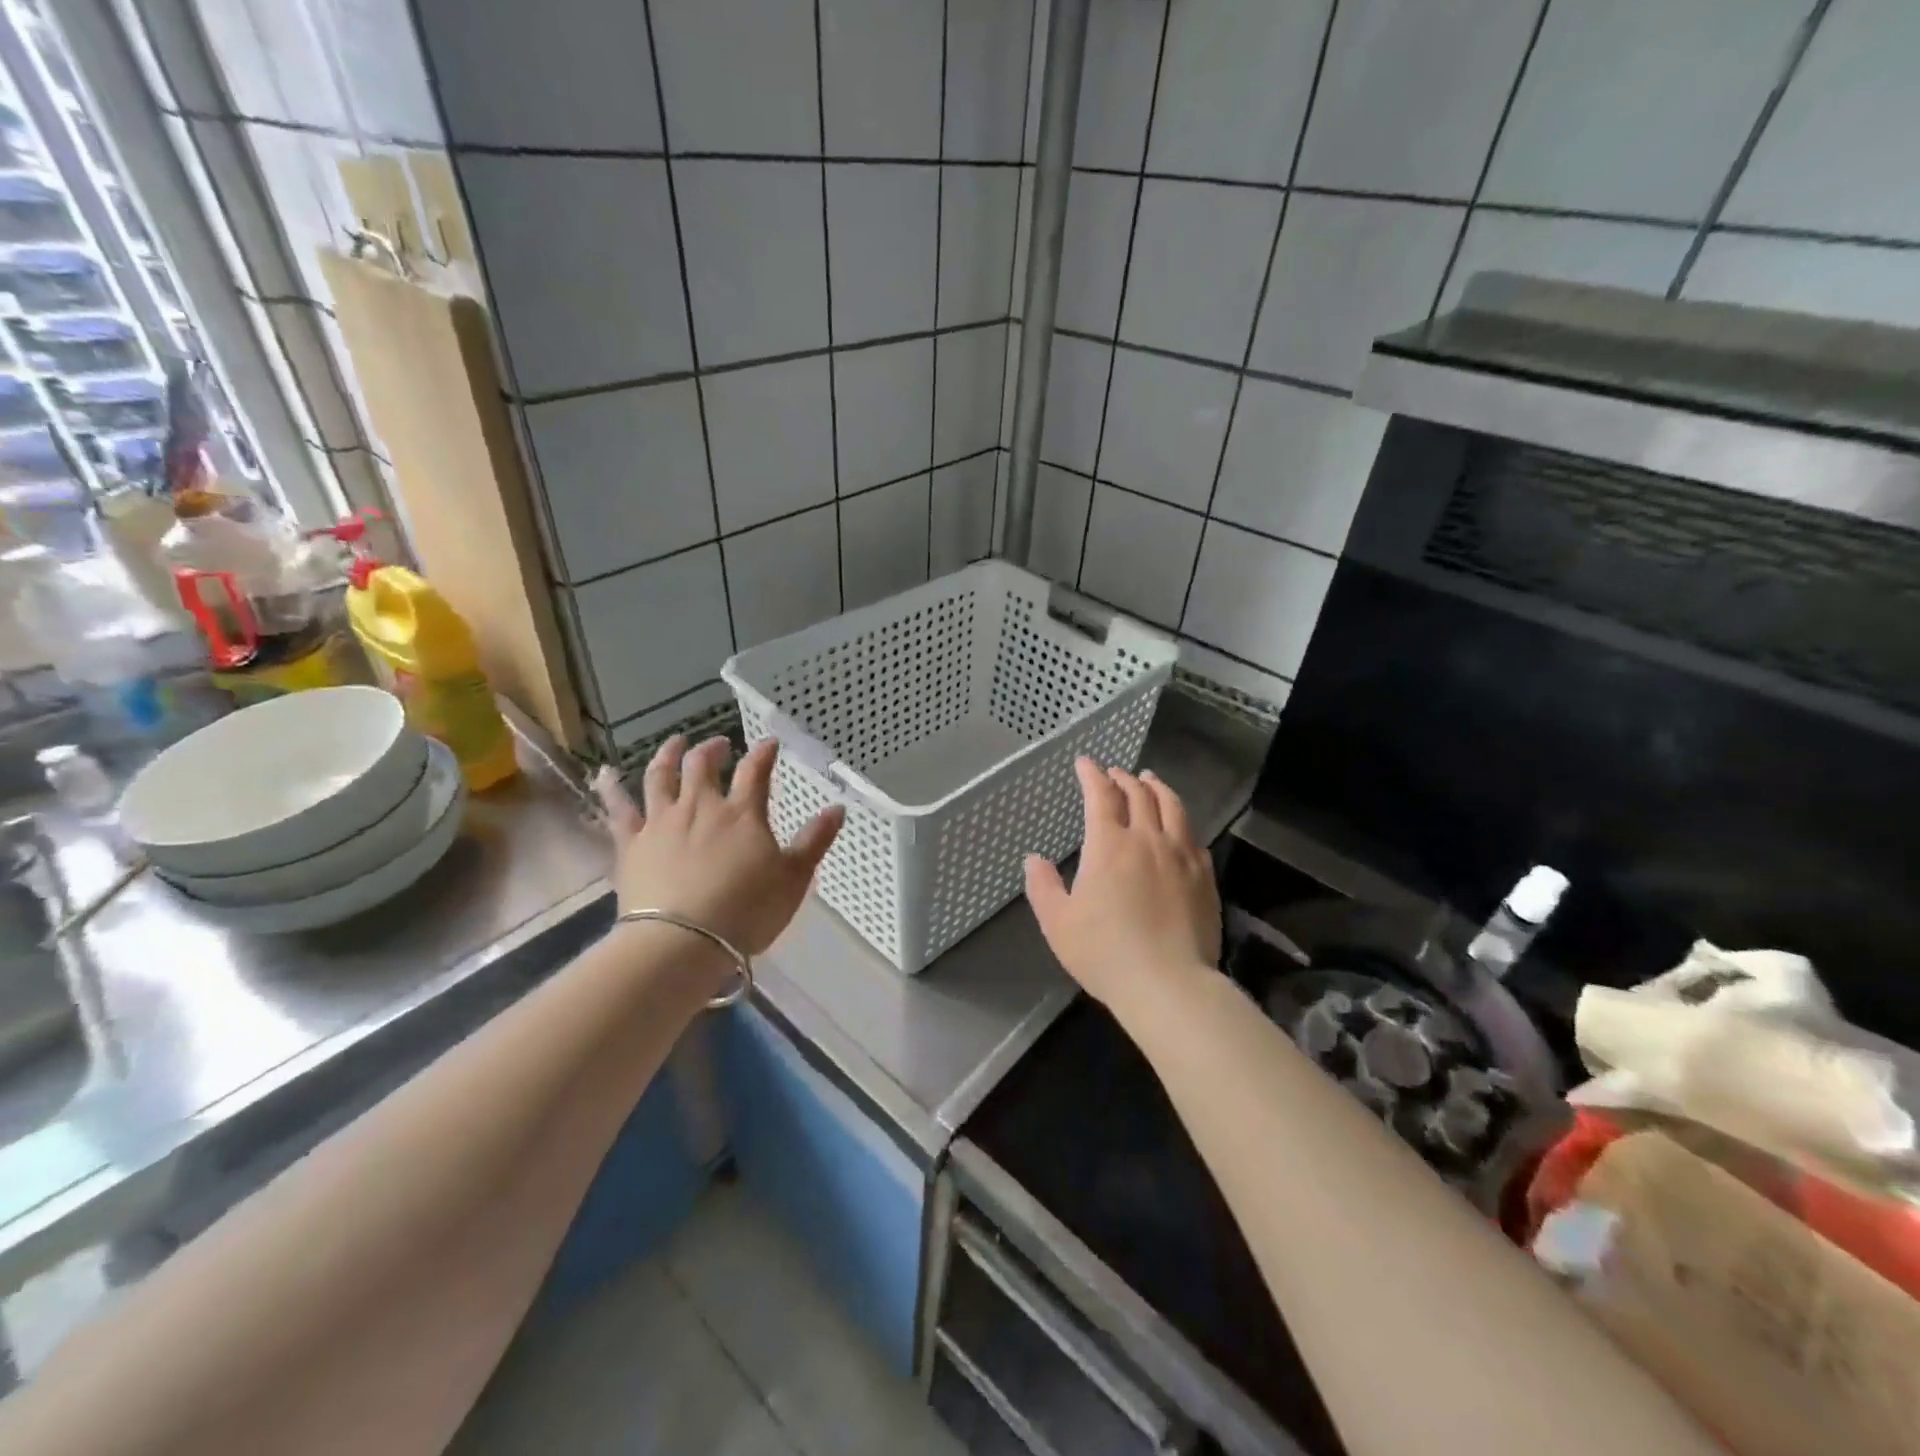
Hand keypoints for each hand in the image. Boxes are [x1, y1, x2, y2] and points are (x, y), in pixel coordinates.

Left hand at [594, 735, 842, 958]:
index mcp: (743, 814)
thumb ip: (815, 840)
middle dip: (713, 748)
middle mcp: (701, 807)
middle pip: (703, 765)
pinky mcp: (631, 843)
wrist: (681, 942)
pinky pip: (617, 808)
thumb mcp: (794, 878)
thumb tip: (837, 807)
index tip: (769, 743)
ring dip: (668, 754)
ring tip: (675, 743)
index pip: (756, 771)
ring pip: (661, 776)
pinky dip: (611, 787)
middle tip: (720, 744)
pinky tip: (605, 773)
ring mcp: (662, 822)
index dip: (763, 754)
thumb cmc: (746, 911)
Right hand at [1024, 758, 1220, 1015]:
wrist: (1168, 984)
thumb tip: (1033, 859)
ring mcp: (1181, 855)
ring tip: (1150, 780)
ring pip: (1172, 807)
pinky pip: (1193, 836)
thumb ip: (1042, 886)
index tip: (1085, 762)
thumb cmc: (1104, 952)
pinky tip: (1179, 826)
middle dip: (1123, 778)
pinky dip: (1180, 821)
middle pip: (1139, 795)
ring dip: (1157, 788)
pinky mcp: (1204, 876)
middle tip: (1115, 773)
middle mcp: (1147, 839)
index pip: (1100, 796)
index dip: (1091, 775)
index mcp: (1109, 845)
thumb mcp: (1058, 922)